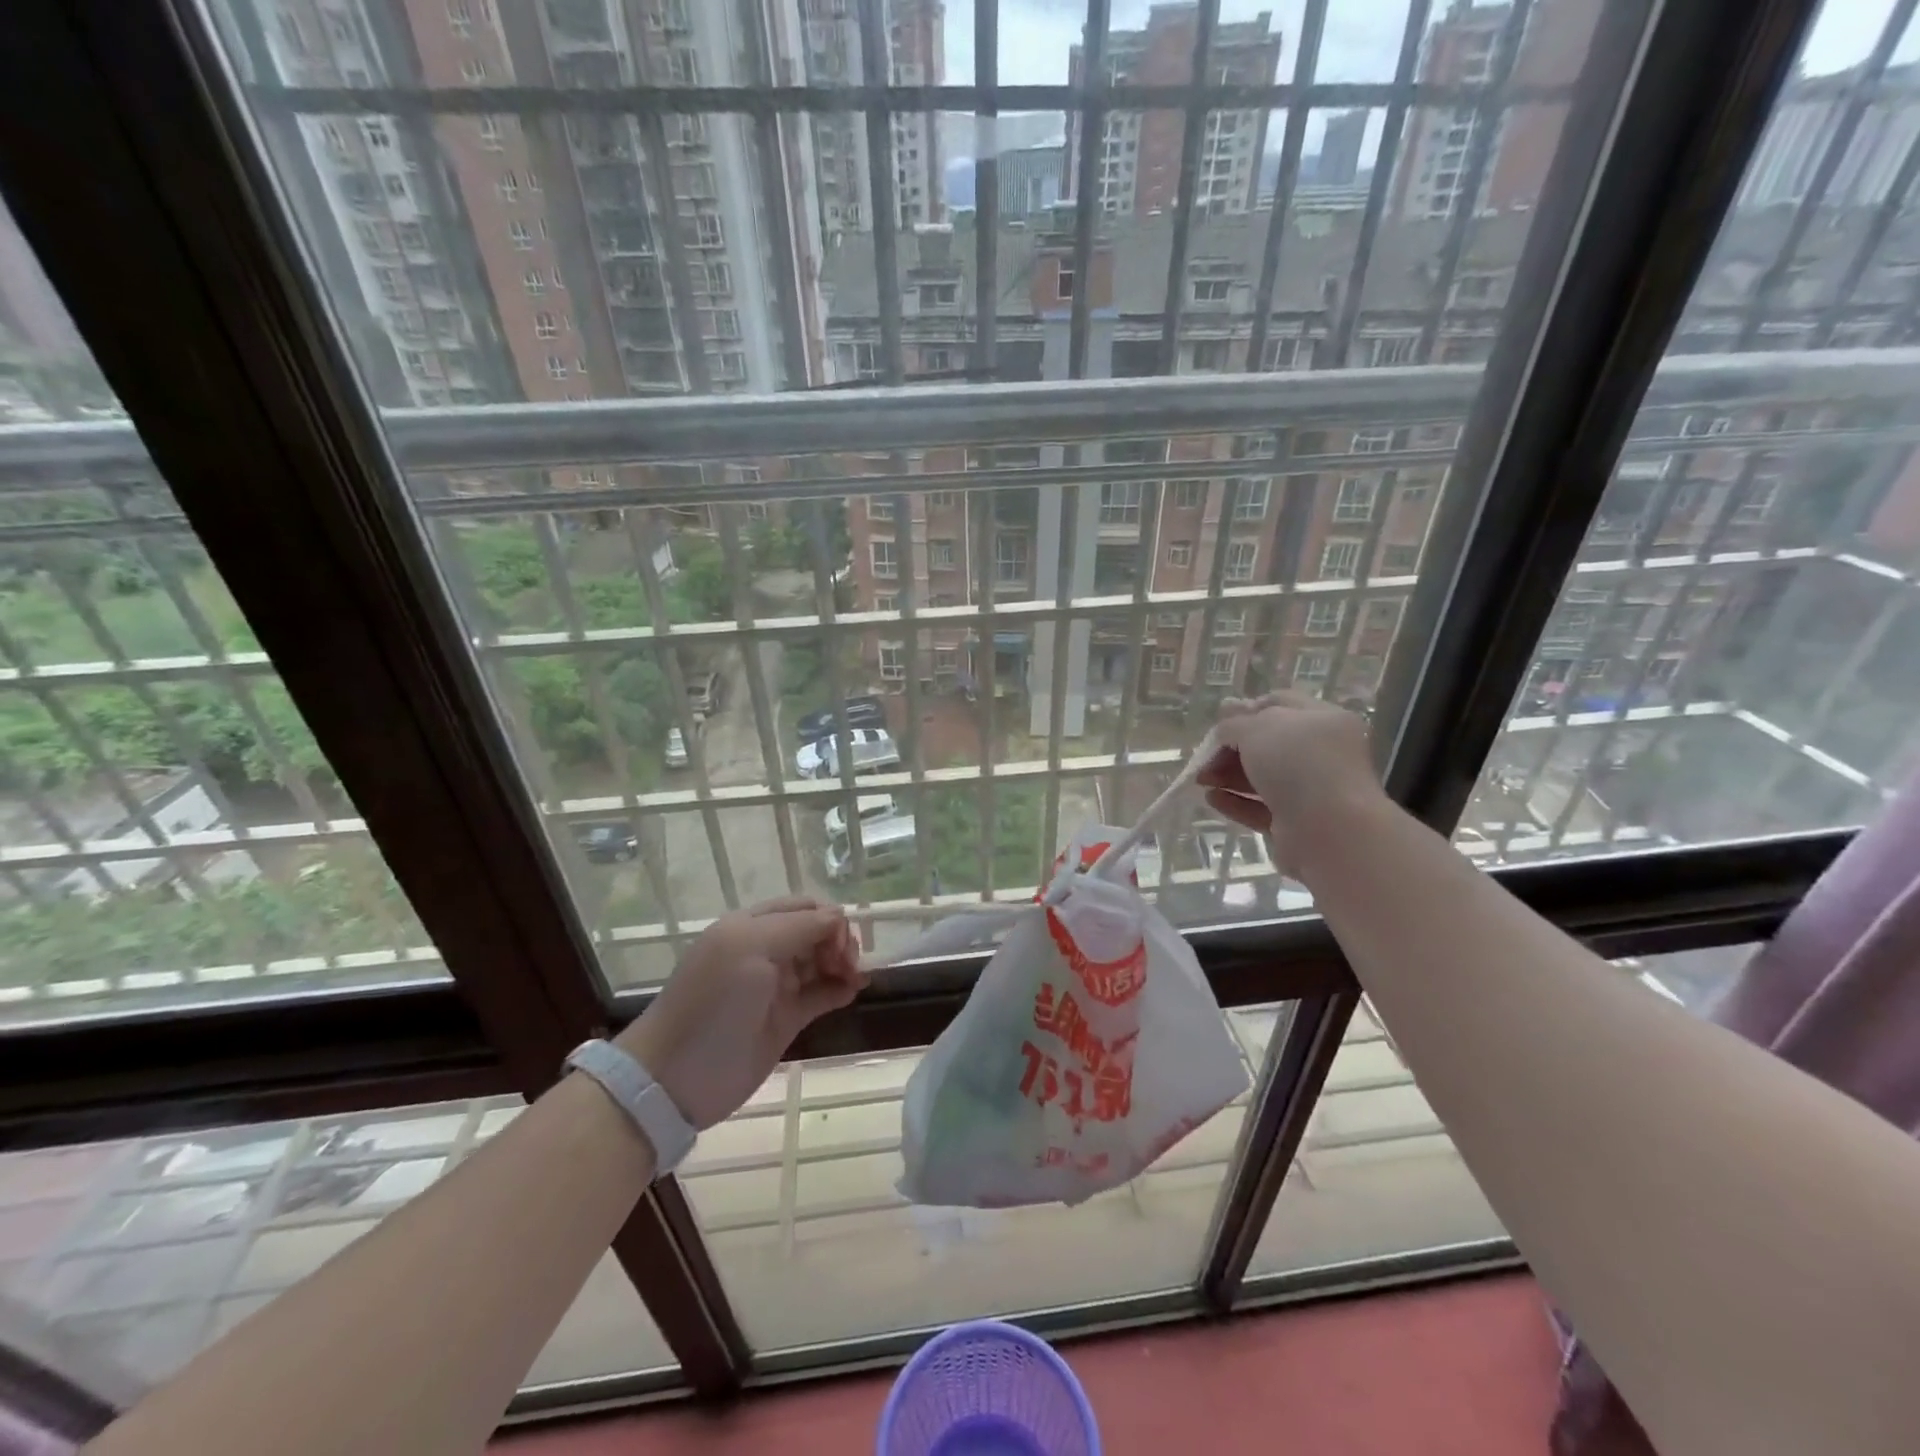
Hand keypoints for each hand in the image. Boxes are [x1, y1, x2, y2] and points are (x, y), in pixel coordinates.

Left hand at [617, 897, 865, 1128]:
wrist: (677, 1077)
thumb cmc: (714, 1002)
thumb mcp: (752, 948)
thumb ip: (800, 927)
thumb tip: (840, 919)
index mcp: (751, 926)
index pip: (803, 908)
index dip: (828, 919)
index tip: (840, 944)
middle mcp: (765, 951)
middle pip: (816, 932)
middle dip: (839, 941)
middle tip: (849, 964)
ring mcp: (775, 986)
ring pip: (821, 962)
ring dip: (843, 963)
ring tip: (856, 979)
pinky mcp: (785, 1019)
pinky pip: (820, 994)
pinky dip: (839, 988)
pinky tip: (852, 991)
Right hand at [1197, 692, 1384, 872]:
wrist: (1329, 831)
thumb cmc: (1297, 764)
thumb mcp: (1257, 729)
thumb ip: (1233, 724)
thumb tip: (1224, 721)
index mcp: (1322, 720)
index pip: (1281, 705)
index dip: (1248, 709)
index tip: (1220, 722)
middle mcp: (1321, 754)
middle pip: (1267, 745)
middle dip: (1231, 749)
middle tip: (1204, 758)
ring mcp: (1312, 791)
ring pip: (1263, 778)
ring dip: (1229, 776)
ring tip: (1200, 780)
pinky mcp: (1298, 823)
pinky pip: (1262, 808)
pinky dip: (1236, 802)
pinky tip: (1212, 799)